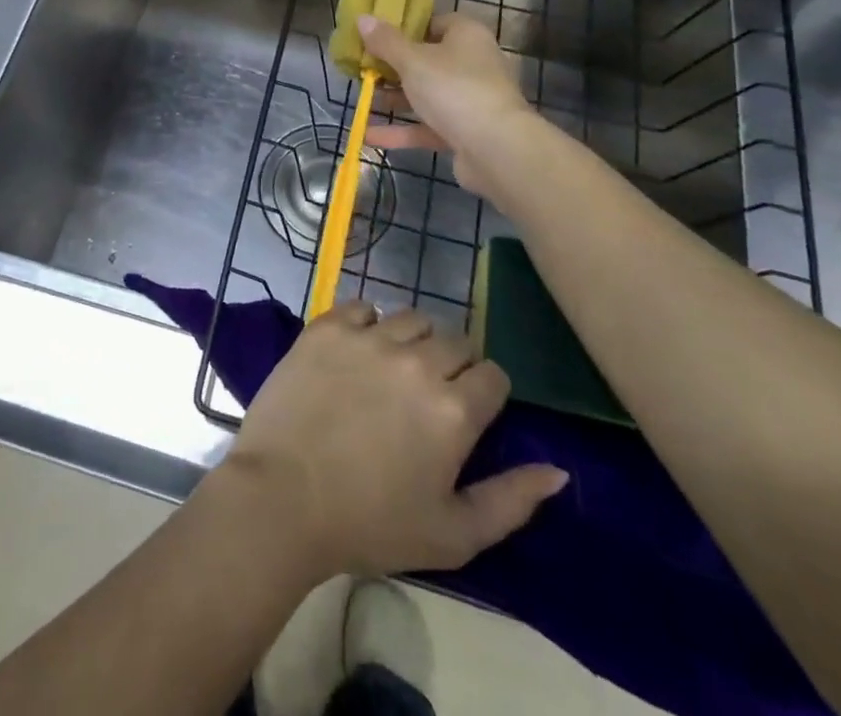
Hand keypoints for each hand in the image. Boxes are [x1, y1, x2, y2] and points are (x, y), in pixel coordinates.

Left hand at [218, 303, 566, 580]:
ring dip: (412, 340)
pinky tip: (356, 353)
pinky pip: (362, 307)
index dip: (486, 394)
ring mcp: (368, 337)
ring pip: (411, 317)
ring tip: (393, 371)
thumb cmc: (370, 525)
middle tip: (428, 397)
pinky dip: (366, 324)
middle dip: (453, 365)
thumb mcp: (454, 534)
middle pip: (455, 341)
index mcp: (454, 408)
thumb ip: (512, 501)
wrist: (282, 497)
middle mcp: (417, 361)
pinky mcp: (327, 326)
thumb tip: (558, 471)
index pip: (493, 375)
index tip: (468, 414)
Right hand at [359, 12, 533, 197]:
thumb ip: (385, 42)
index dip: (406, 27)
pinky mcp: (465, 132)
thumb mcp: (412, 61)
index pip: (435, 22)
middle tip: (363, 68)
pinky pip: (428, 126)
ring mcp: (470, 100)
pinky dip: (402, 130)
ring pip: (427, 95)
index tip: (376, 36)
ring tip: (363, 98)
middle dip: (394, 67)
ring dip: (395, 99)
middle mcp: (473, 63)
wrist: (497, 149)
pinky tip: (369, 134)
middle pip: (428, 60)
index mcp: (467, 36)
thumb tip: (363, 18)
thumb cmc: (454, 89)